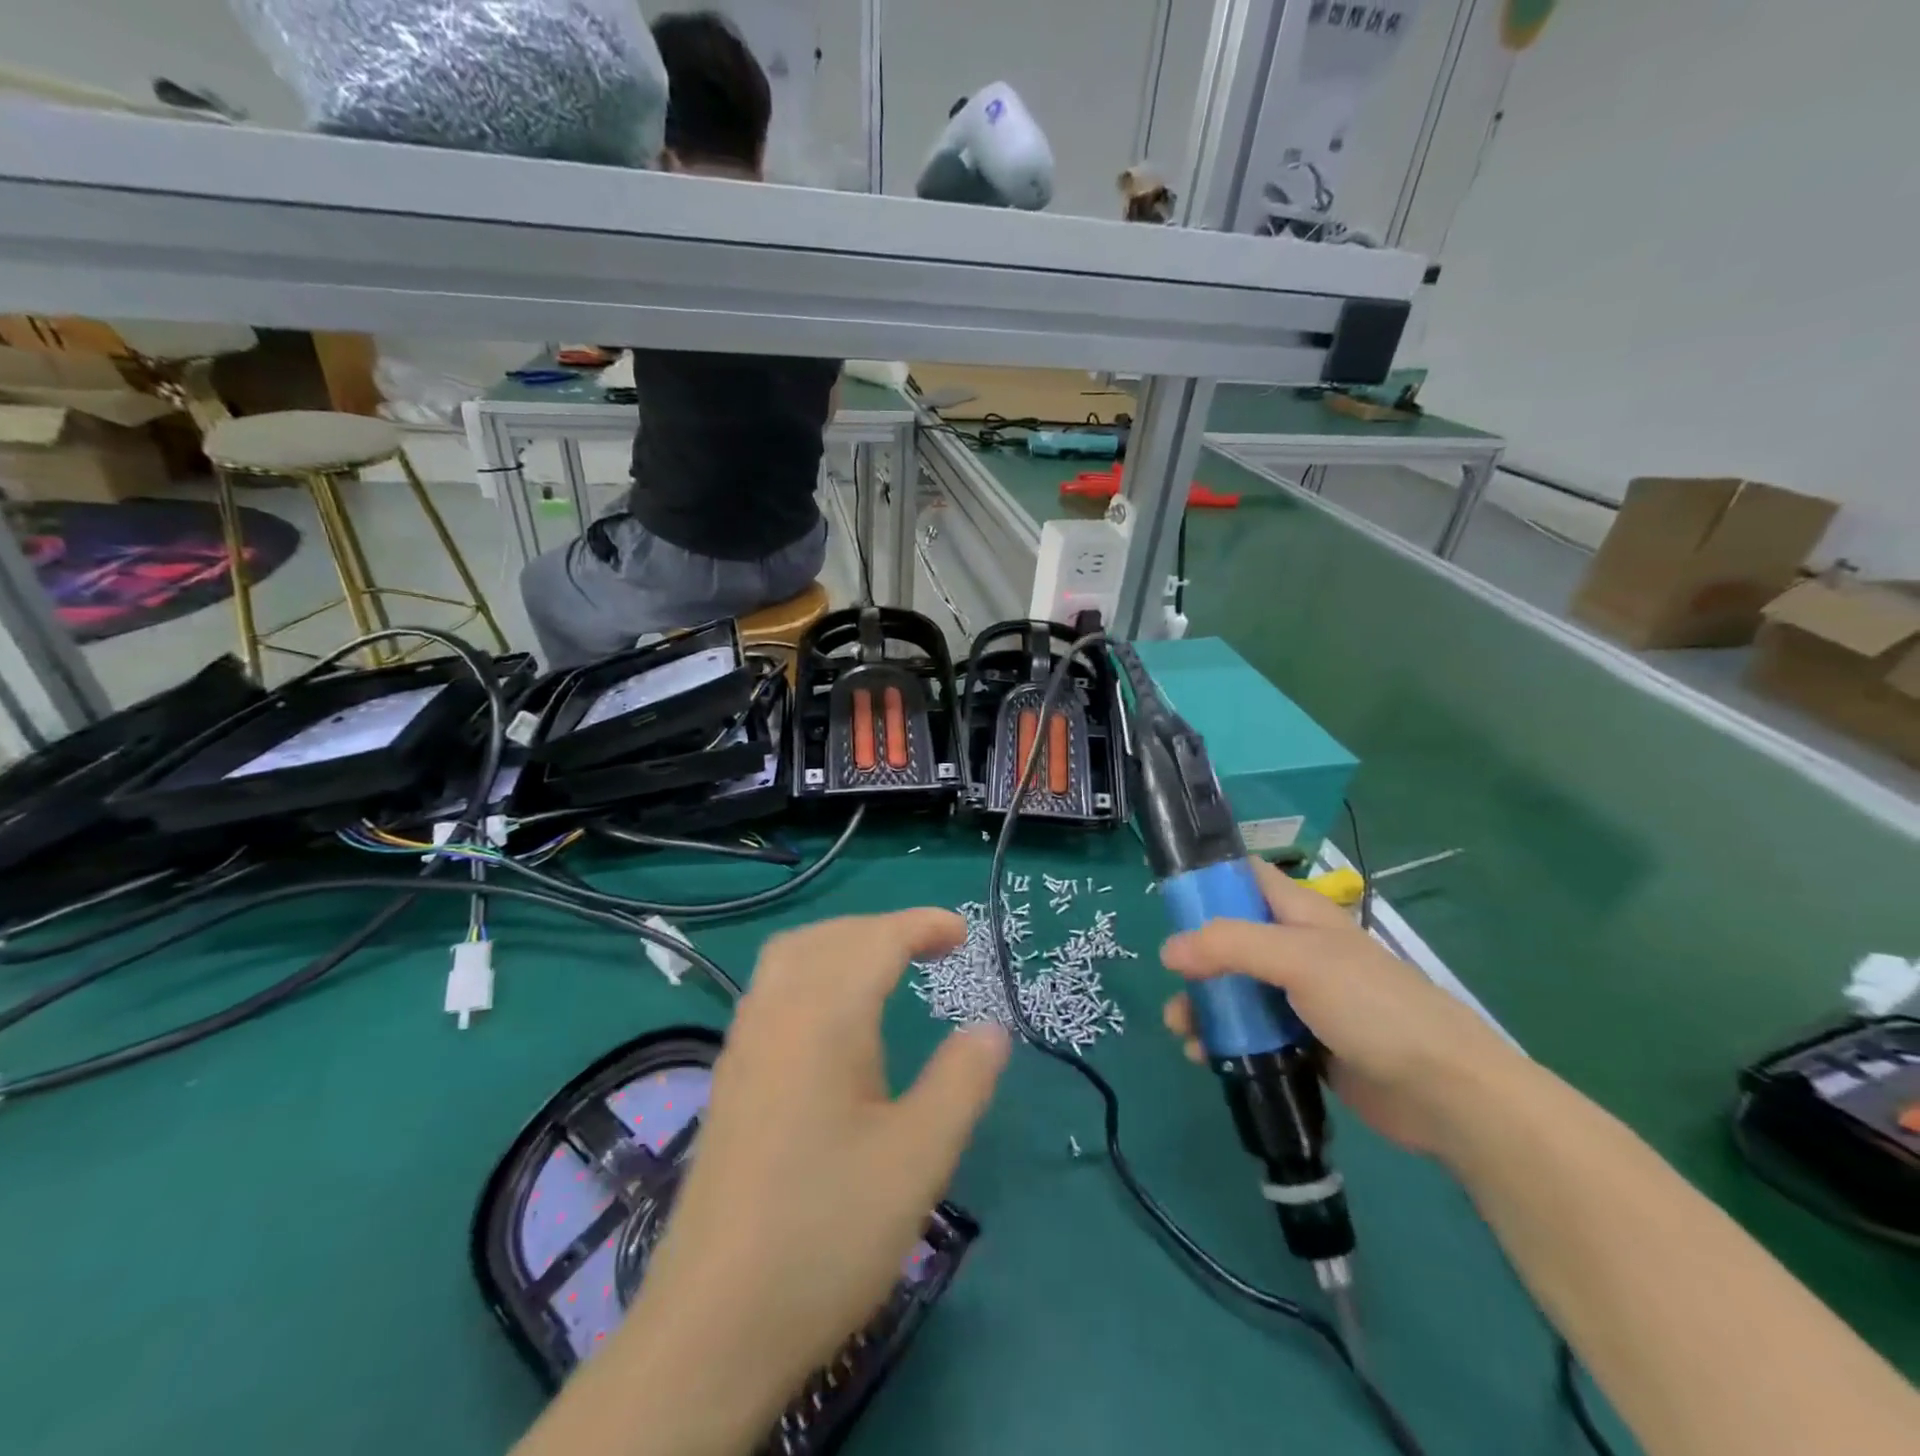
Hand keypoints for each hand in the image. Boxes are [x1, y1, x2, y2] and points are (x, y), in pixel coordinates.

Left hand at [624, 910, 1009, 1440]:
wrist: (711, 1328)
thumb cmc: (827, 1233)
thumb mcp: (918, 1159)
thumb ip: (961, 1082)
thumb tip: (991, 1028)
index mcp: (822, 1019)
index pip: (874, 940)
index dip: (921, 925)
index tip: (963, 934)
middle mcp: (774, 1015)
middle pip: (828, 937)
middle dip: (882, 929)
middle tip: (930, 949)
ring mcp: (743, 1046)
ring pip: (790, 958)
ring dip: (841, 944)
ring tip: (886, 969)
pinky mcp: (729, 1080)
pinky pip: (772, 990)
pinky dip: (812, 972)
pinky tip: (833, 1021)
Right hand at [1159, 858, 1525, 1156]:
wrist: (1445, 1092)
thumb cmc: (1373, 1006)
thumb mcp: (1299, 960)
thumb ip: (1230, 946)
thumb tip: (1168, 951)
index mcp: (1300, 915)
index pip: (1247, 879)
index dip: (1209, 881)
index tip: (1169, 902)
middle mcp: (1297, 951)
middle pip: (1230, 940)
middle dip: (1195, 959)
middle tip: (1172, 983)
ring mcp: (1301, 1000)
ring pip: (1237, 991)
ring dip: (1204, 1007)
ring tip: (1183, 1032)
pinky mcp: (1303, 1045)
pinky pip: (1252, 1034)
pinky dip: (1226, 1042)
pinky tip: (1206, 1058)